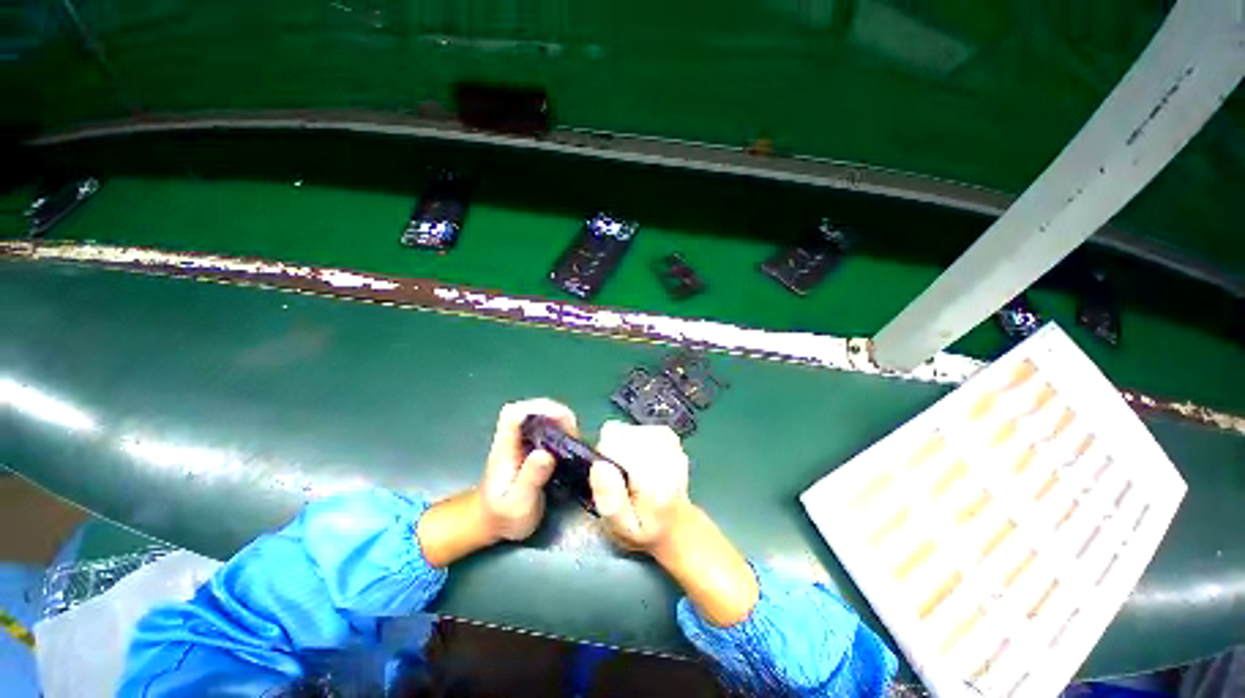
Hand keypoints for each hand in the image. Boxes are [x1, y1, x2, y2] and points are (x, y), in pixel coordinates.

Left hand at [479, 398, 577, 540]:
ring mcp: (525, 442)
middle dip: (555, 413)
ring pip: (542, 418)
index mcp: (506, 447)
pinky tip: (573, 445)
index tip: (559, 417)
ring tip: (576, 438)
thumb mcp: (518, 502)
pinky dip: (563, 432)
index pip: (514, 413)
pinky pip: (549, 431)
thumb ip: (530, 478)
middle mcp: (515, 439)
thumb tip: (546, 454)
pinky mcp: (534, 449)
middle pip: (532, 410)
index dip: (536, 407)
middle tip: (574, 430)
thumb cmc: (503, 515)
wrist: (494, 523)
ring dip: (561, 422)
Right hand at [589, 420, 758, 626]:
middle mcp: (666, 452)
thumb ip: (608, 497)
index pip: (615, 439)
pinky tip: (645, 464)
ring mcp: (672, 444)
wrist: (685, 532)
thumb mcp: (622, 530)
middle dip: (614, 450)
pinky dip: (639, 443)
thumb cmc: (651, 535)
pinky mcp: (673, 441)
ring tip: (635, 474)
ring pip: (632, 430)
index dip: (605, 453)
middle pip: (622, 432)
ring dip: (626, 447)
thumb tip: (601, 464)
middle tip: (623, 477)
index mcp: (652, 475)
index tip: (609, 473)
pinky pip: (644, 432)